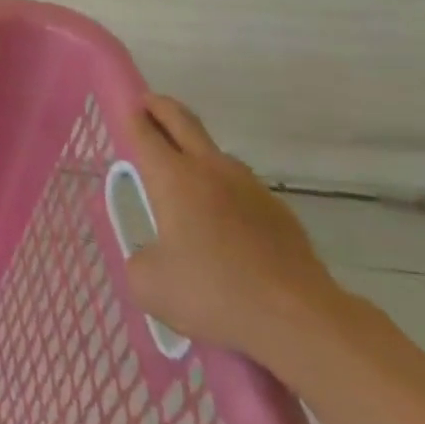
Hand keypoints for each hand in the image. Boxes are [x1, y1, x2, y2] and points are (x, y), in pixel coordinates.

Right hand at [121, 95, 345, 363]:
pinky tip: (223, 224)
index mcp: (172, 177)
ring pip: (215, 154)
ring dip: (195, 152)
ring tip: (184, 176)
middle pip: (182, 121)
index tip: (125, 108)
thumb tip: (150, 257)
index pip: (144, 132)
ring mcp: (250, 187)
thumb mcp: (150, 285)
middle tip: (147, 105)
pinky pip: (241, 189)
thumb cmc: (213, 293)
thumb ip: (140, 260)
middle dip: (161, 108)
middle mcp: (210, 169)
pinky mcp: (279, 211)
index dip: (131, 117)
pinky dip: (225, 192)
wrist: (299, 319)